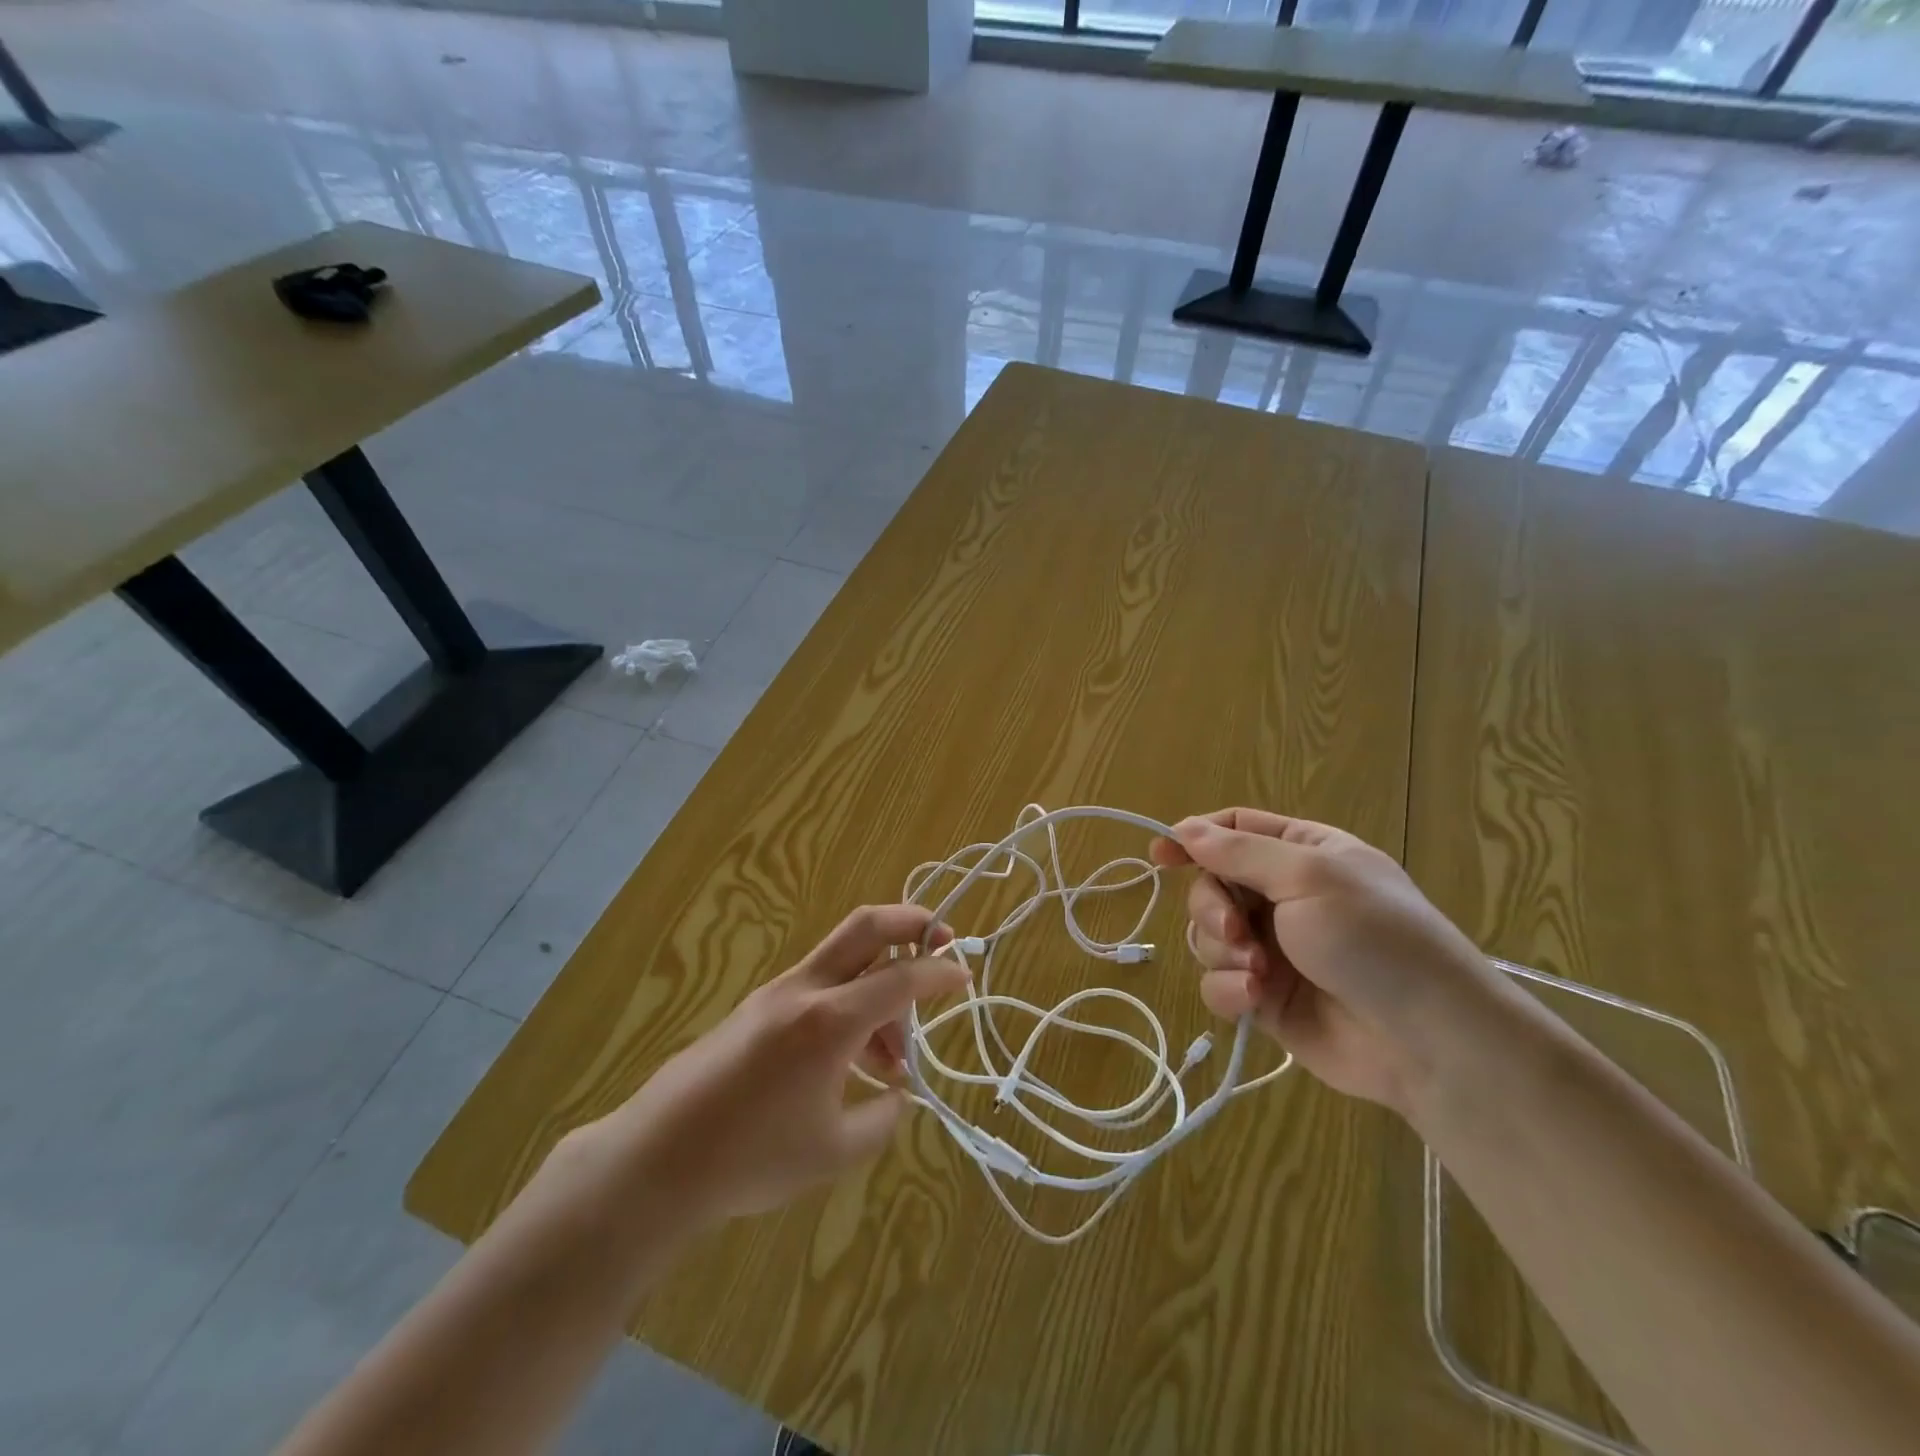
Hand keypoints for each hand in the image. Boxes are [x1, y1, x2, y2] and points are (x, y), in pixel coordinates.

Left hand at [590, 906, 966, 1222]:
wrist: (658, 1159)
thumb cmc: (751, 1158)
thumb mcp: (834, 1151)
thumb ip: (881, 1117)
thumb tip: (894, 1093)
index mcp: (830, 1021)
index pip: (902, 978)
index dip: (942, 972)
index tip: (966, 974)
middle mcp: (806, 990)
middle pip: (866, 926)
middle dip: (911, 922)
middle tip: (942, 942)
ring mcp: (777, 993)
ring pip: (846, 960)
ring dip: (882, 985)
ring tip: (894, 1060)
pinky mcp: (759, 1008)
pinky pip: (821, 987)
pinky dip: (852, 1004)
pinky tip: (854, 1062)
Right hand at [1149, 809, 1496, 1114]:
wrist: (1429, 1041)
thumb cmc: (1374, 938)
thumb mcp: (1309, 877)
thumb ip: (1239, 852)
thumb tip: (1184, 829)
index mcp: (1302, 854)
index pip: (1234, 830)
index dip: (1193, 838)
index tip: (1160, 856)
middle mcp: (1284, 897)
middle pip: (1212, 885)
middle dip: (1212, 908)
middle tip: (1235, 930)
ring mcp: (1274, 949)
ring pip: (1208, 936)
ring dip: (1222, 952)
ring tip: (1258, 972)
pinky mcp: (1266, 998)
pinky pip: (1219, 982)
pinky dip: (1228, 989)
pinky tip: (1253, 999)